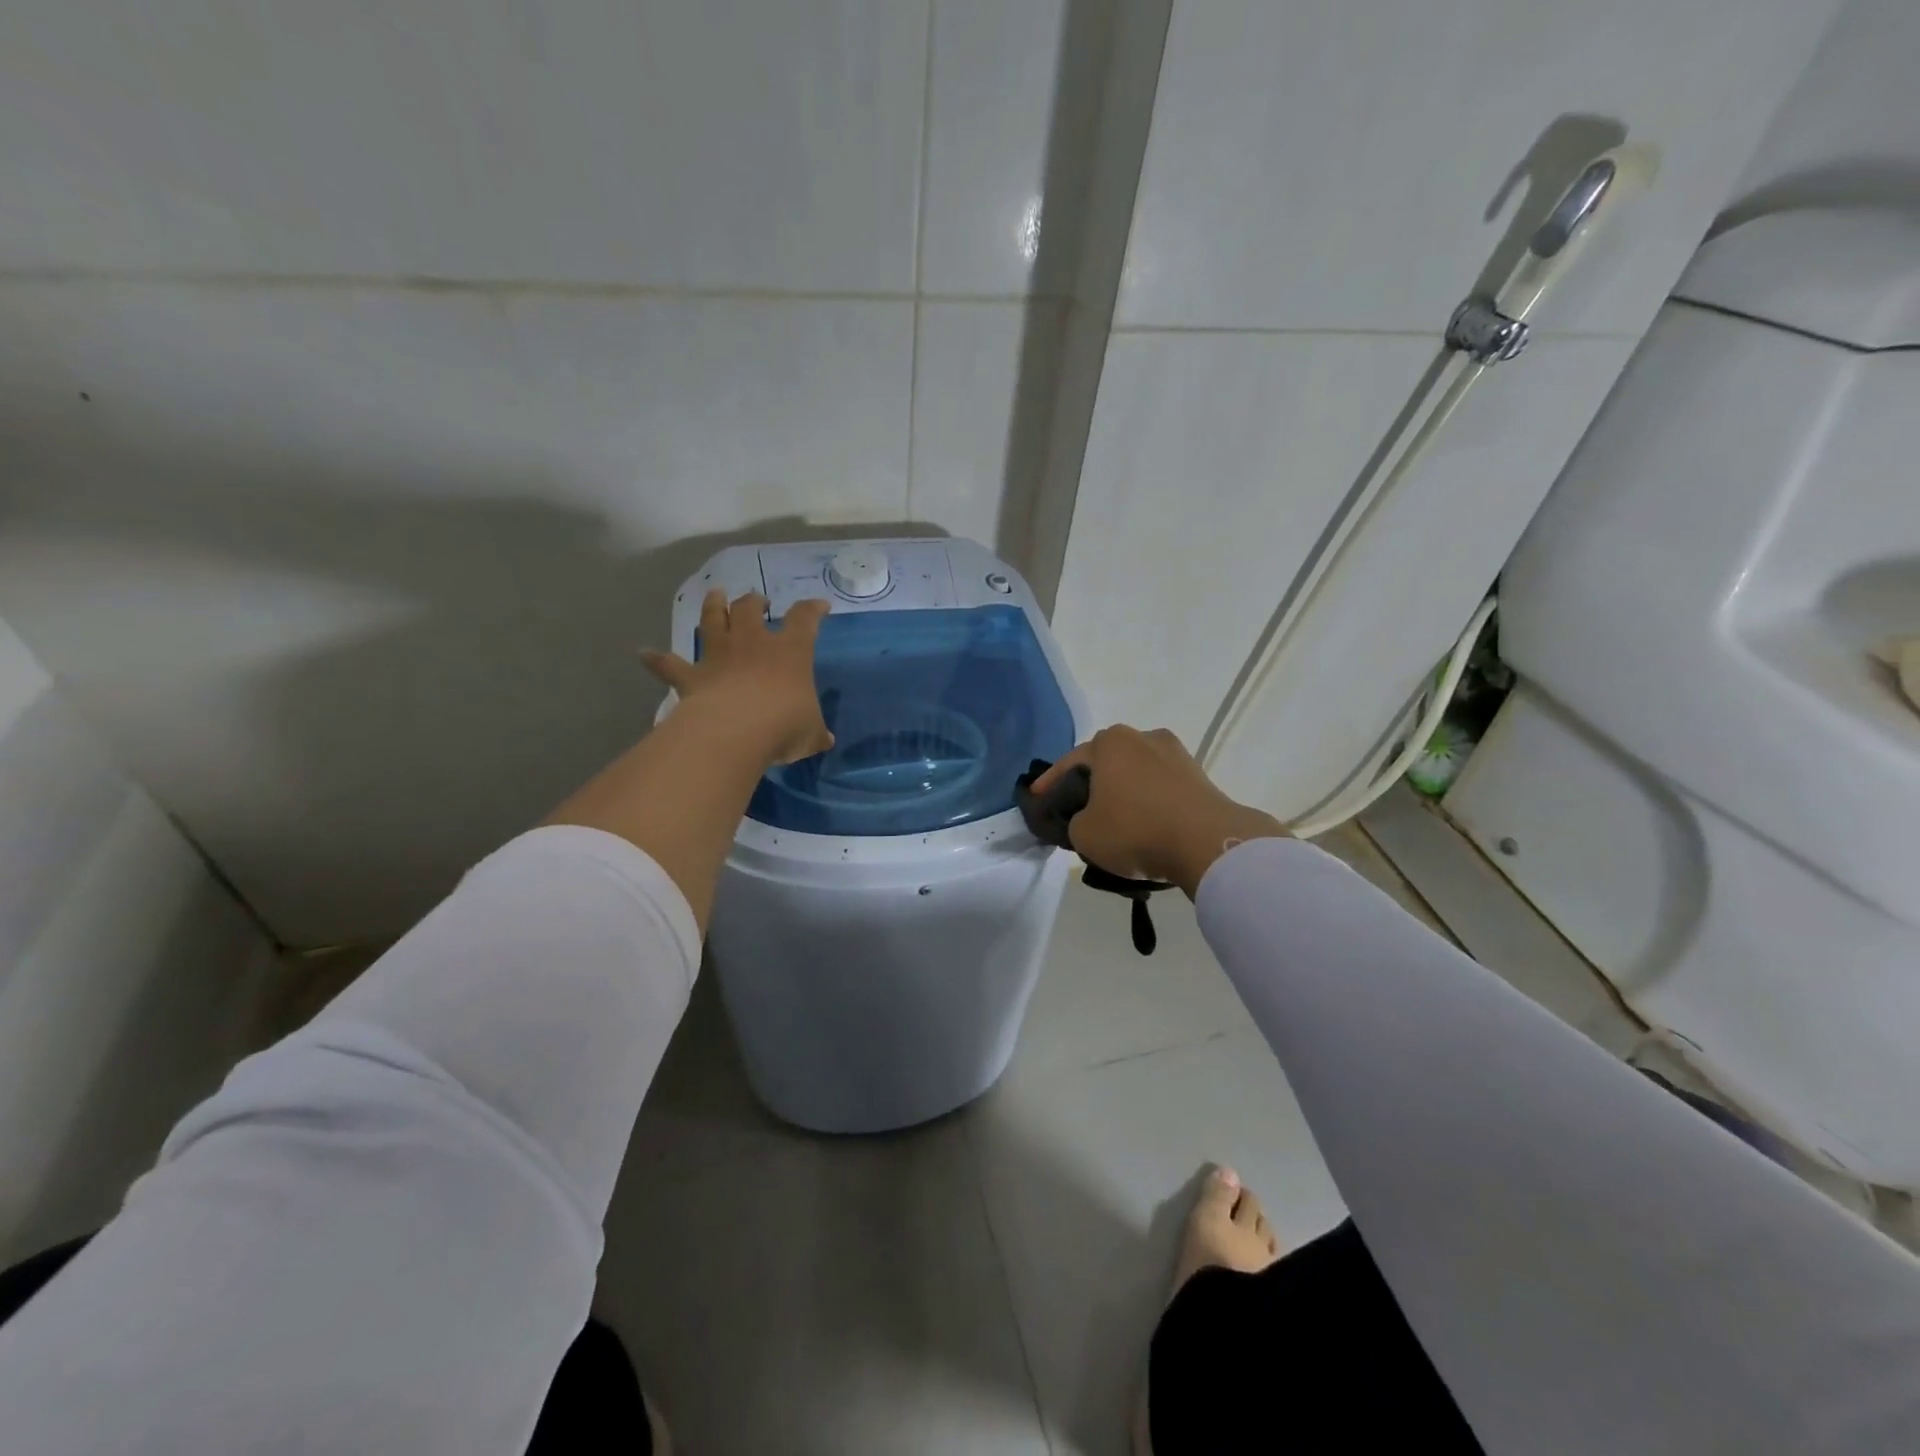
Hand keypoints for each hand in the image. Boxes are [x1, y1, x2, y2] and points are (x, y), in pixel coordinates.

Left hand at [642, 591, 832, 766]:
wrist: (735, 732)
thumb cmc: (783, 725)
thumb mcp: (811, 733)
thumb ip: (816, 733)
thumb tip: (826, 740)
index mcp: (790, 651)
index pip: (804, 619)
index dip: (813, 610)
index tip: (819, 606)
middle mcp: (752, 643)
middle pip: (750, 609)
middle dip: (755, 601)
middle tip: (758, 601)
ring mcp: (718, 656)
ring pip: (713, 620)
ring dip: (713, 606)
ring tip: (715, 595)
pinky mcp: (691, 676)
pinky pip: (669, 665)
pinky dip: (657, 659)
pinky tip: (645, 654)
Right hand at [1033, 726, 1286, 895]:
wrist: (1207, 843)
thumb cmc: (1135, 830)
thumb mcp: (1084, 834)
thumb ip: (1075, 822)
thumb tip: (1089, 819)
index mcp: (1111, 741)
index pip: (1069, 763)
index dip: (1048, 785)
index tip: (1036, 800)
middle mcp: (1144, 737)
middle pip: (1105, 765)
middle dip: (1090, 786)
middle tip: (1076, 812)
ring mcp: (1176, 754)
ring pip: (1135, 776)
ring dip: (1122, 795)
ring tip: (1112, 822)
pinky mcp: (1200, 777)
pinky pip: (1161, 790)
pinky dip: (1148, 804)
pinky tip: (1143, 826)